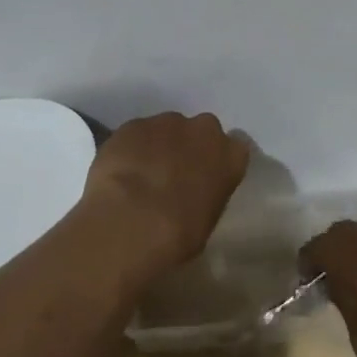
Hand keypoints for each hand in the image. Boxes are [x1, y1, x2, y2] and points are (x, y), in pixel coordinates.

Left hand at [81, 112, 250, 272]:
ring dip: (158, 146)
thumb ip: (206, 195)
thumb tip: (193, 195)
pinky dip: (132, 148)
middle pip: (200, 131)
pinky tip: (121, 172)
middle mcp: (202, 130)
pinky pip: (136, 134)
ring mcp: (166, 122)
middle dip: (189, 146)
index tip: (207, 176)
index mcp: (230, 156)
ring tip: (142, 175)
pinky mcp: (133, 124)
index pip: (235, 148)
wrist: (134, 220)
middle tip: (173, 174)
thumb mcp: (208, 221)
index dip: (218, 161)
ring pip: (166, 129)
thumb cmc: (180, 233)